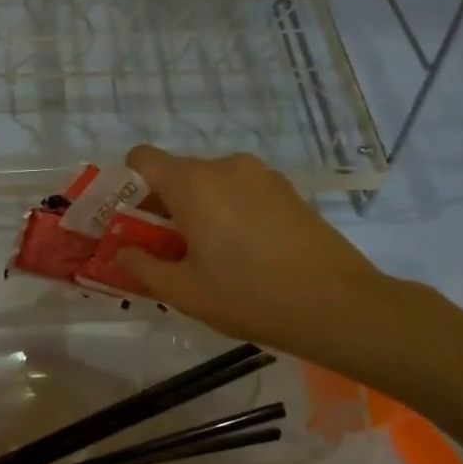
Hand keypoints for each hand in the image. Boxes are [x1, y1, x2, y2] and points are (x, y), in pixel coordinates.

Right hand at [113, 146, 393, 364]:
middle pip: (176, 173)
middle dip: (162, 206)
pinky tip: (247, 252)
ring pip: (211, 183)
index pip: (142, 158)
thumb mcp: (185, 292)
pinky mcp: (288, 190)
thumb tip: (122, 252)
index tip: (132, 221)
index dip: (127, 185)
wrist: (339, 305)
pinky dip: (230, 211)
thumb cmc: (250, 296)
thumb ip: (142, 267)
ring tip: (212, 256)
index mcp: (192, 183)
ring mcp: (261, 175)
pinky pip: (241, 191)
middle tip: (168, 250)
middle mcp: (224, 166)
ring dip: (198, 209)